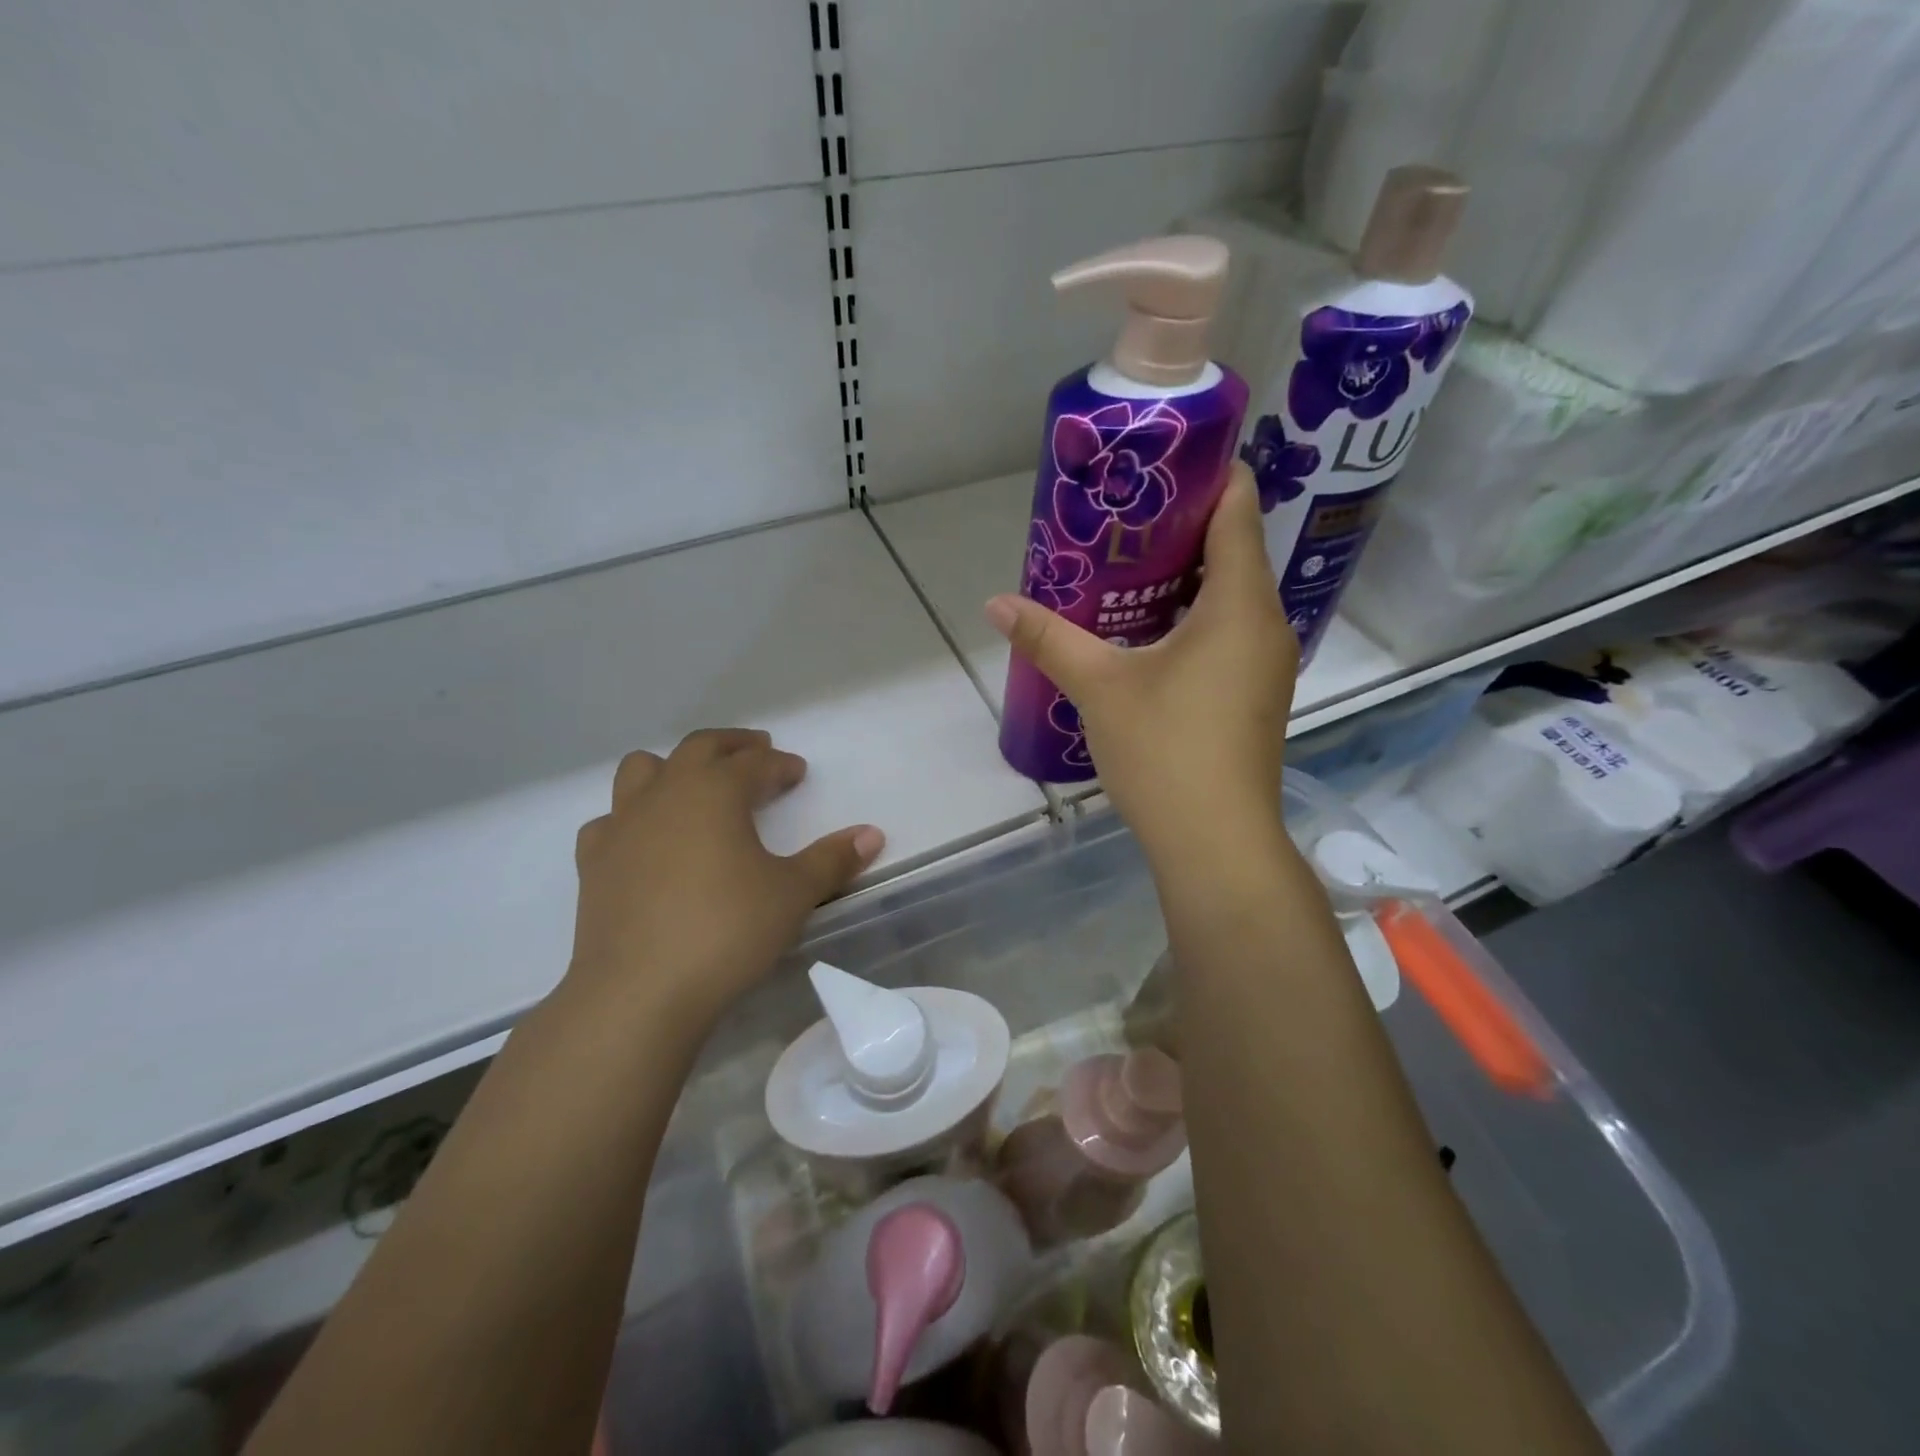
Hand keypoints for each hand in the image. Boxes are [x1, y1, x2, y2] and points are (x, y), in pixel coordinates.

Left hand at [567, 729, 884, 1027]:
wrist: (639, 992)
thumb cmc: (726, 931)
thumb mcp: (793, 894)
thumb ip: (832, 860)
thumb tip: (872, 834)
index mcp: (714, 790)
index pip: (755, 762)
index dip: (780, 764)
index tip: (798, 773)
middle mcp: (665, 794)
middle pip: (699, 748)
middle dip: (733, 746)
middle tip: (757, 754)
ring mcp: (622, 825)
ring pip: (642, 770)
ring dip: (674, 768)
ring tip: (696, 788)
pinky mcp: (593, 862)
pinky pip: (611, 820)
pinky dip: (632, 818)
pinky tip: (646, 842)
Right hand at [985, 463, 1298, 867]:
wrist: (1215, 842)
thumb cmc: (1165, 750)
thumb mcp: (1099, 687)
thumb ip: (1049, 638)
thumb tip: (995, 603)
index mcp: (1240, 603)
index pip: (1238, 509)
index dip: (1207, 475)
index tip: (1160, 462)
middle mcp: (1266, 623)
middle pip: (1233, 549)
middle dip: (1180, 527)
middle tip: (1121, 515)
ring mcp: (1265, 663)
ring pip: (1230, 595)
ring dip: (1184, 576)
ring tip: (1125, 565)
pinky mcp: (1254, 694)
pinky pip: (1227, 632)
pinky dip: (1193, 616)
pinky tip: (1146, 629)